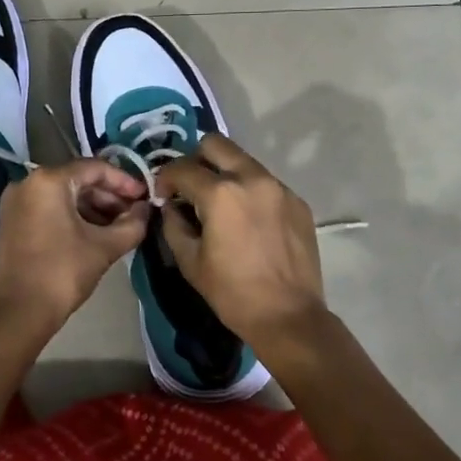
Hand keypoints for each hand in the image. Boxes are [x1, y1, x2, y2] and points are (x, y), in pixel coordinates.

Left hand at [0, 160, 150, 329]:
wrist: (18, 313)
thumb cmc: (62, 273)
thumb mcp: (104, 247)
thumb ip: (132, 224)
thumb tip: (145, 210)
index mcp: (48, 180)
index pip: (95, 168)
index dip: (124, 181)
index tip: (145, 197)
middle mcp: (27, 183)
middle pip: (78, 180)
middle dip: (109, 196)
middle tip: (134, 214)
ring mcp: (16, 202)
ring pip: (64, 195)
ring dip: (93, 207)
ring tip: (120, 226)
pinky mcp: (12, 221)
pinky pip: (49, 208)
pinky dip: (73, 216)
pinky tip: (95, 233)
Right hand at [154, 135, 327, 354]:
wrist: (288, 316)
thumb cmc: (232, 292)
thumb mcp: (189, 261)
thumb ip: (173, 224)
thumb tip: (171, 206)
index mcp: (221, 193)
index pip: (182, 167)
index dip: (165, 179)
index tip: (163, 196)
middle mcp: (252, 178)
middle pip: (215, 144)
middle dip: (196, 160)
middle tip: (191, 187)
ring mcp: (279, 187)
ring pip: (243, 161)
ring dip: (225, 173)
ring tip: (220, 204)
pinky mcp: (297, 201)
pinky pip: (265, 183)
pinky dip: (249, 191)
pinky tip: (248, 221)